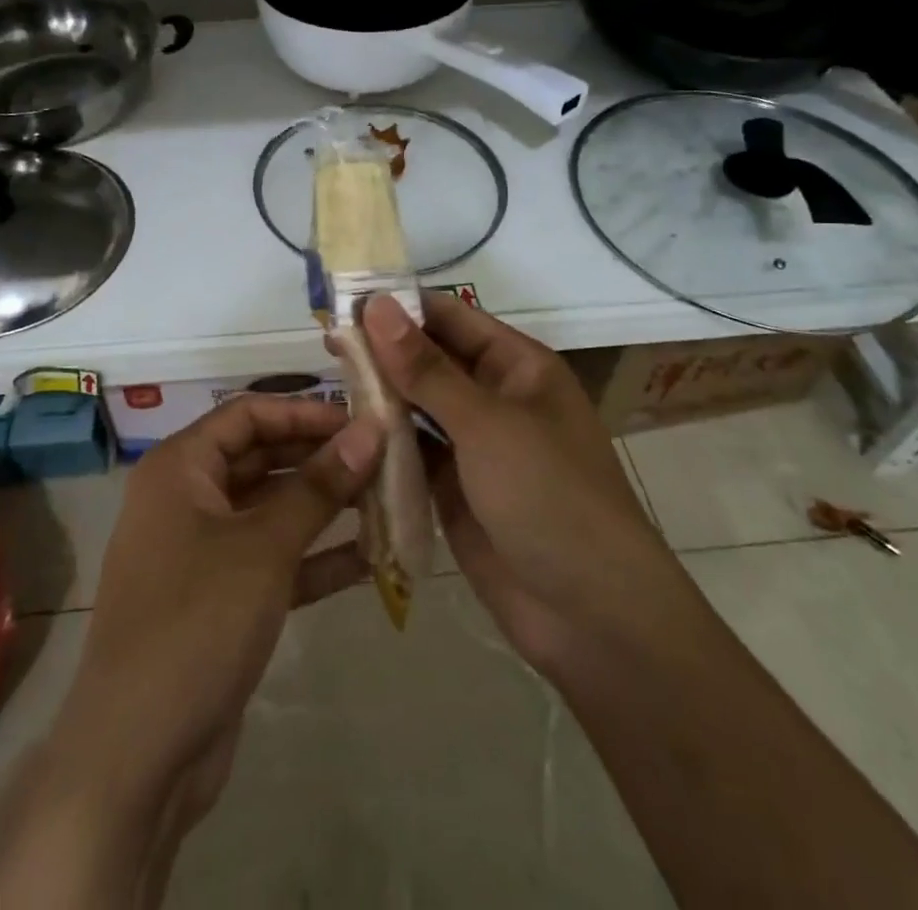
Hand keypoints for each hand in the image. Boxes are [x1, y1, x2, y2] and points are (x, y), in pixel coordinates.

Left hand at [48, 395, 381, 820]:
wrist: (137, 755)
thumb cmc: (197, 622)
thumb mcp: (265, 546)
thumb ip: (319, 487)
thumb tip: (371, 431)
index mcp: (179, 468)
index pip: (247, 414)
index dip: (304, 412)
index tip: (361, 421)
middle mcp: (186, 498)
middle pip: (261, 458)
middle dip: (320, 459)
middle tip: (383, 460)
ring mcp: (201, 551)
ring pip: (270, 510)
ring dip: (324, 508)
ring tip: (386, 501)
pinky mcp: (220, 599)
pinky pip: (272, 560)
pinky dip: (314, 557)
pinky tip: (368, 558)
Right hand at [362, 293, 664, 677]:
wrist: (592, 618)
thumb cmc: (550, 497)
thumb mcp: (487, 424)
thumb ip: (425, 368)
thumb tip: (375, 306)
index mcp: (517, 366)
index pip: (449, 317)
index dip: (399, 307)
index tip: (343, 300)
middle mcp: (494, 397)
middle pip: (429, 360)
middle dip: (383, 351)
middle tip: (325, 344)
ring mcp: (474, 446)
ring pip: (417, 406)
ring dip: (379, 396)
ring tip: (326, 383)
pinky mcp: (454, 489)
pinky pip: (412, 453)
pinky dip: (383, 443)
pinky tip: (343, 434)